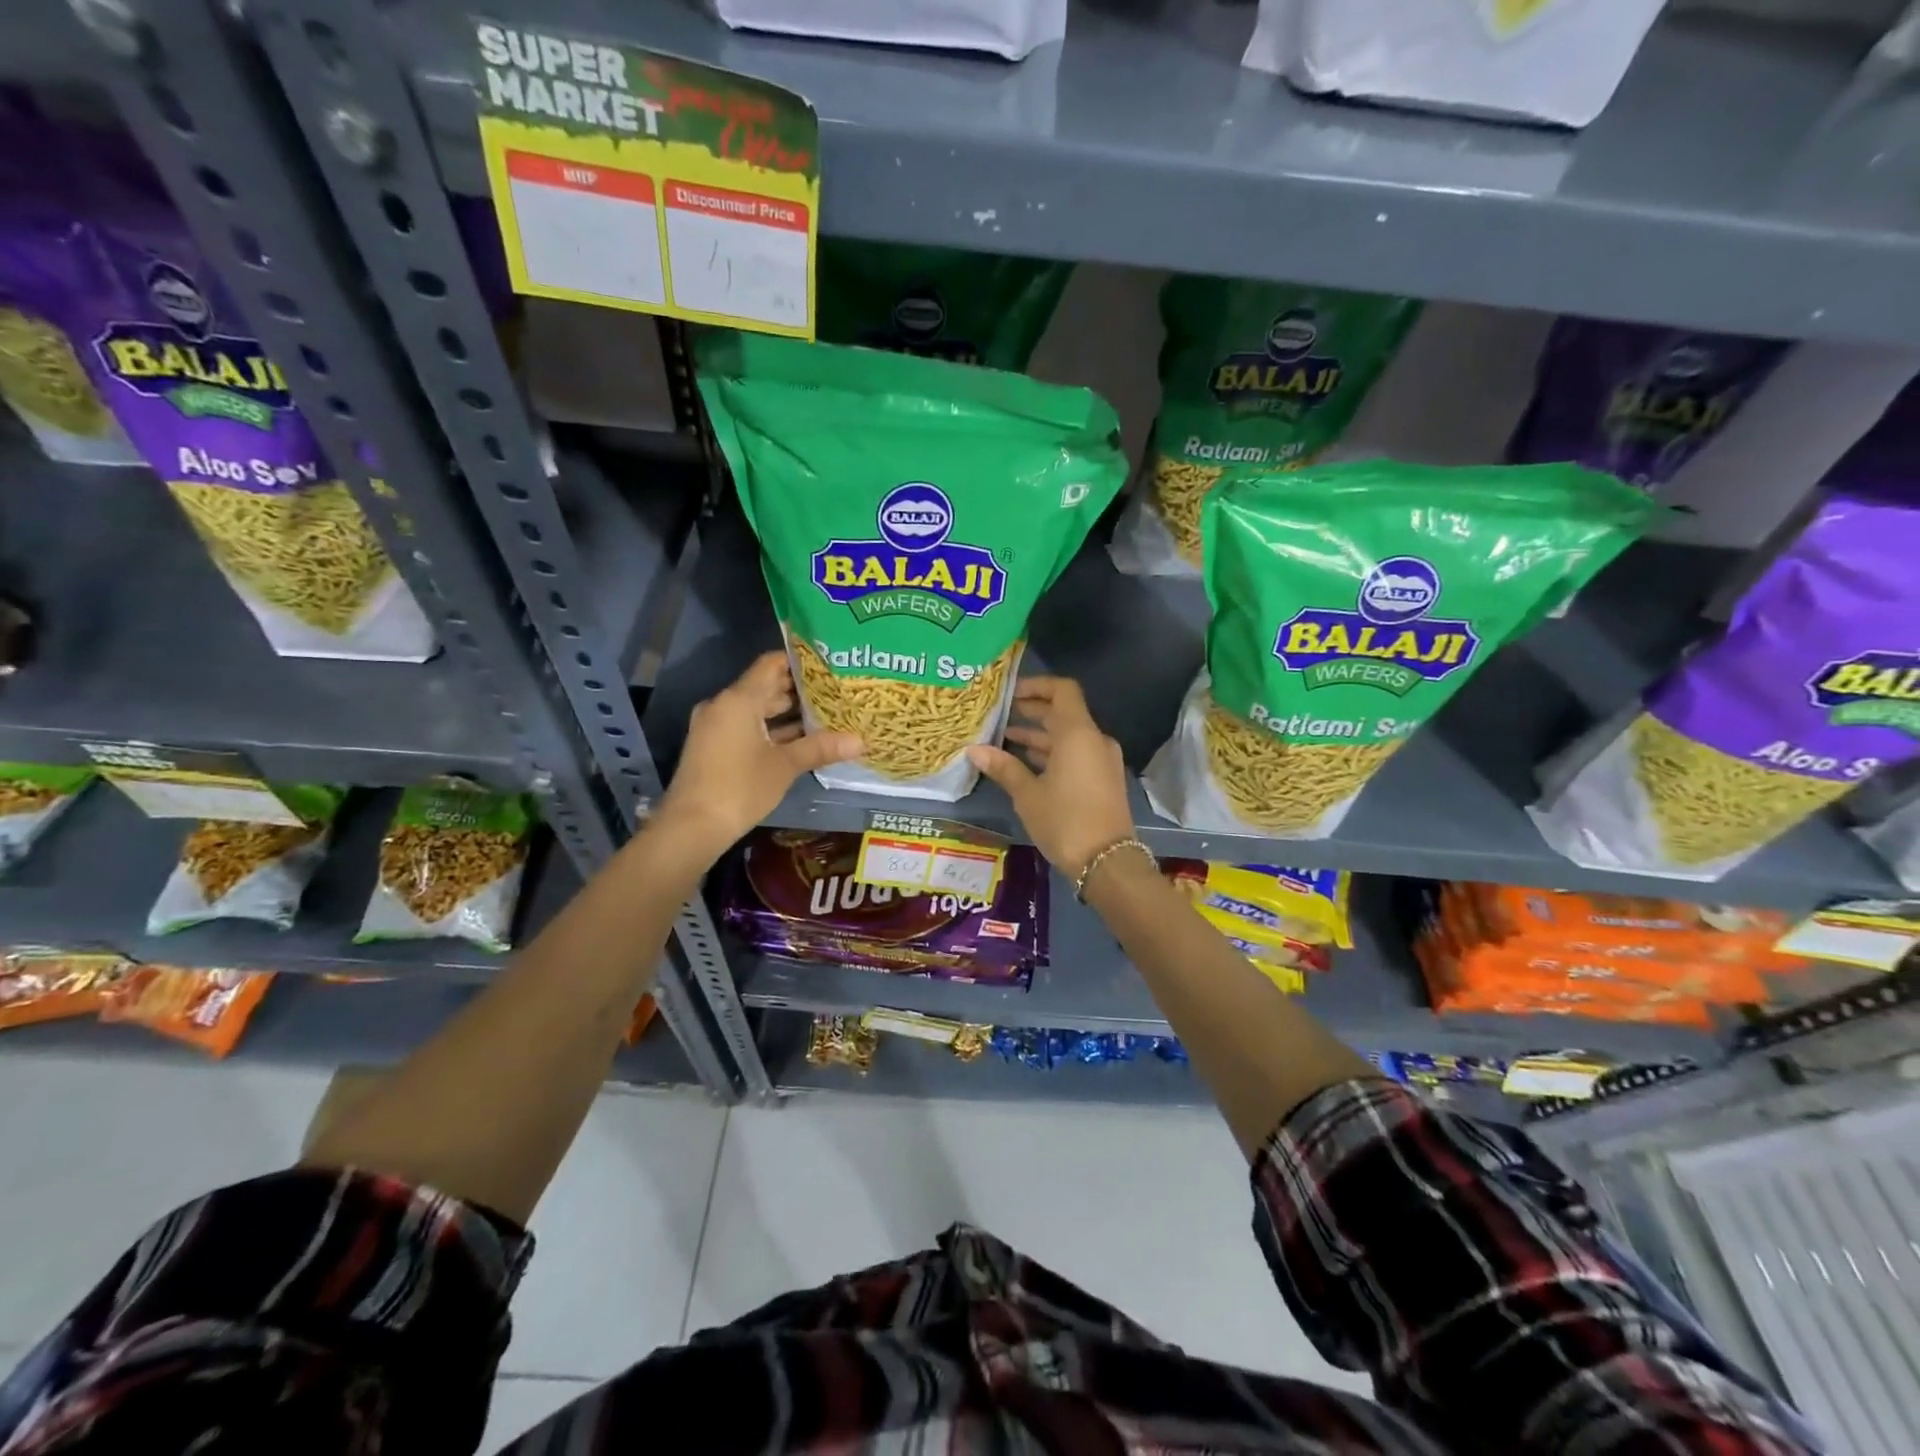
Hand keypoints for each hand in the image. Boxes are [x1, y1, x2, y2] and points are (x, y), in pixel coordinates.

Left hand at [656, 651, 861, 858]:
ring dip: (788, 712)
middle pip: (765, 686)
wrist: (691, 826)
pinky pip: (747, 726)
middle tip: (836, 691)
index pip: (771, 664)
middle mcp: (724, 705)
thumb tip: (861, 741)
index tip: (829, 664)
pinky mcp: (714, 746)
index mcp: (739, 699)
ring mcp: (716, 726)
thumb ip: (820, 747)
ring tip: (826, 714)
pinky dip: (772, 729)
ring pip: (757, 709)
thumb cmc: (740, 788)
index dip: (800, 661)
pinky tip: (801, 739)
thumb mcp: (785, 766)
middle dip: (800, 690)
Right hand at [966, 677, 1135, 879]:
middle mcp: (1094, 740)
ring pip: (1068, 736)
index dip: (1036, 686)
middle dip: (1031, 712)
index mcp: (1078, 734)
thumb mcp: (1028, 794)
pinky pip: (1075, 754)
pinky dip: (1052, 753)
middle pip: (1063, 713)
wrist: (1107, 862)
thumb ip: (1003, 768)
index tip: (1010, 693)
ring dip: (1039, 735)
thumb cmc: (1065, 821)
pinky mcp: (1102, 779)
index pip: (1062, 690)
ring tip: (1004, 739)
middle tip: (999, 714)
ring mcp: (1101, 760)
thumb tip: (974, 750)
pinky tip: (1024, 763)